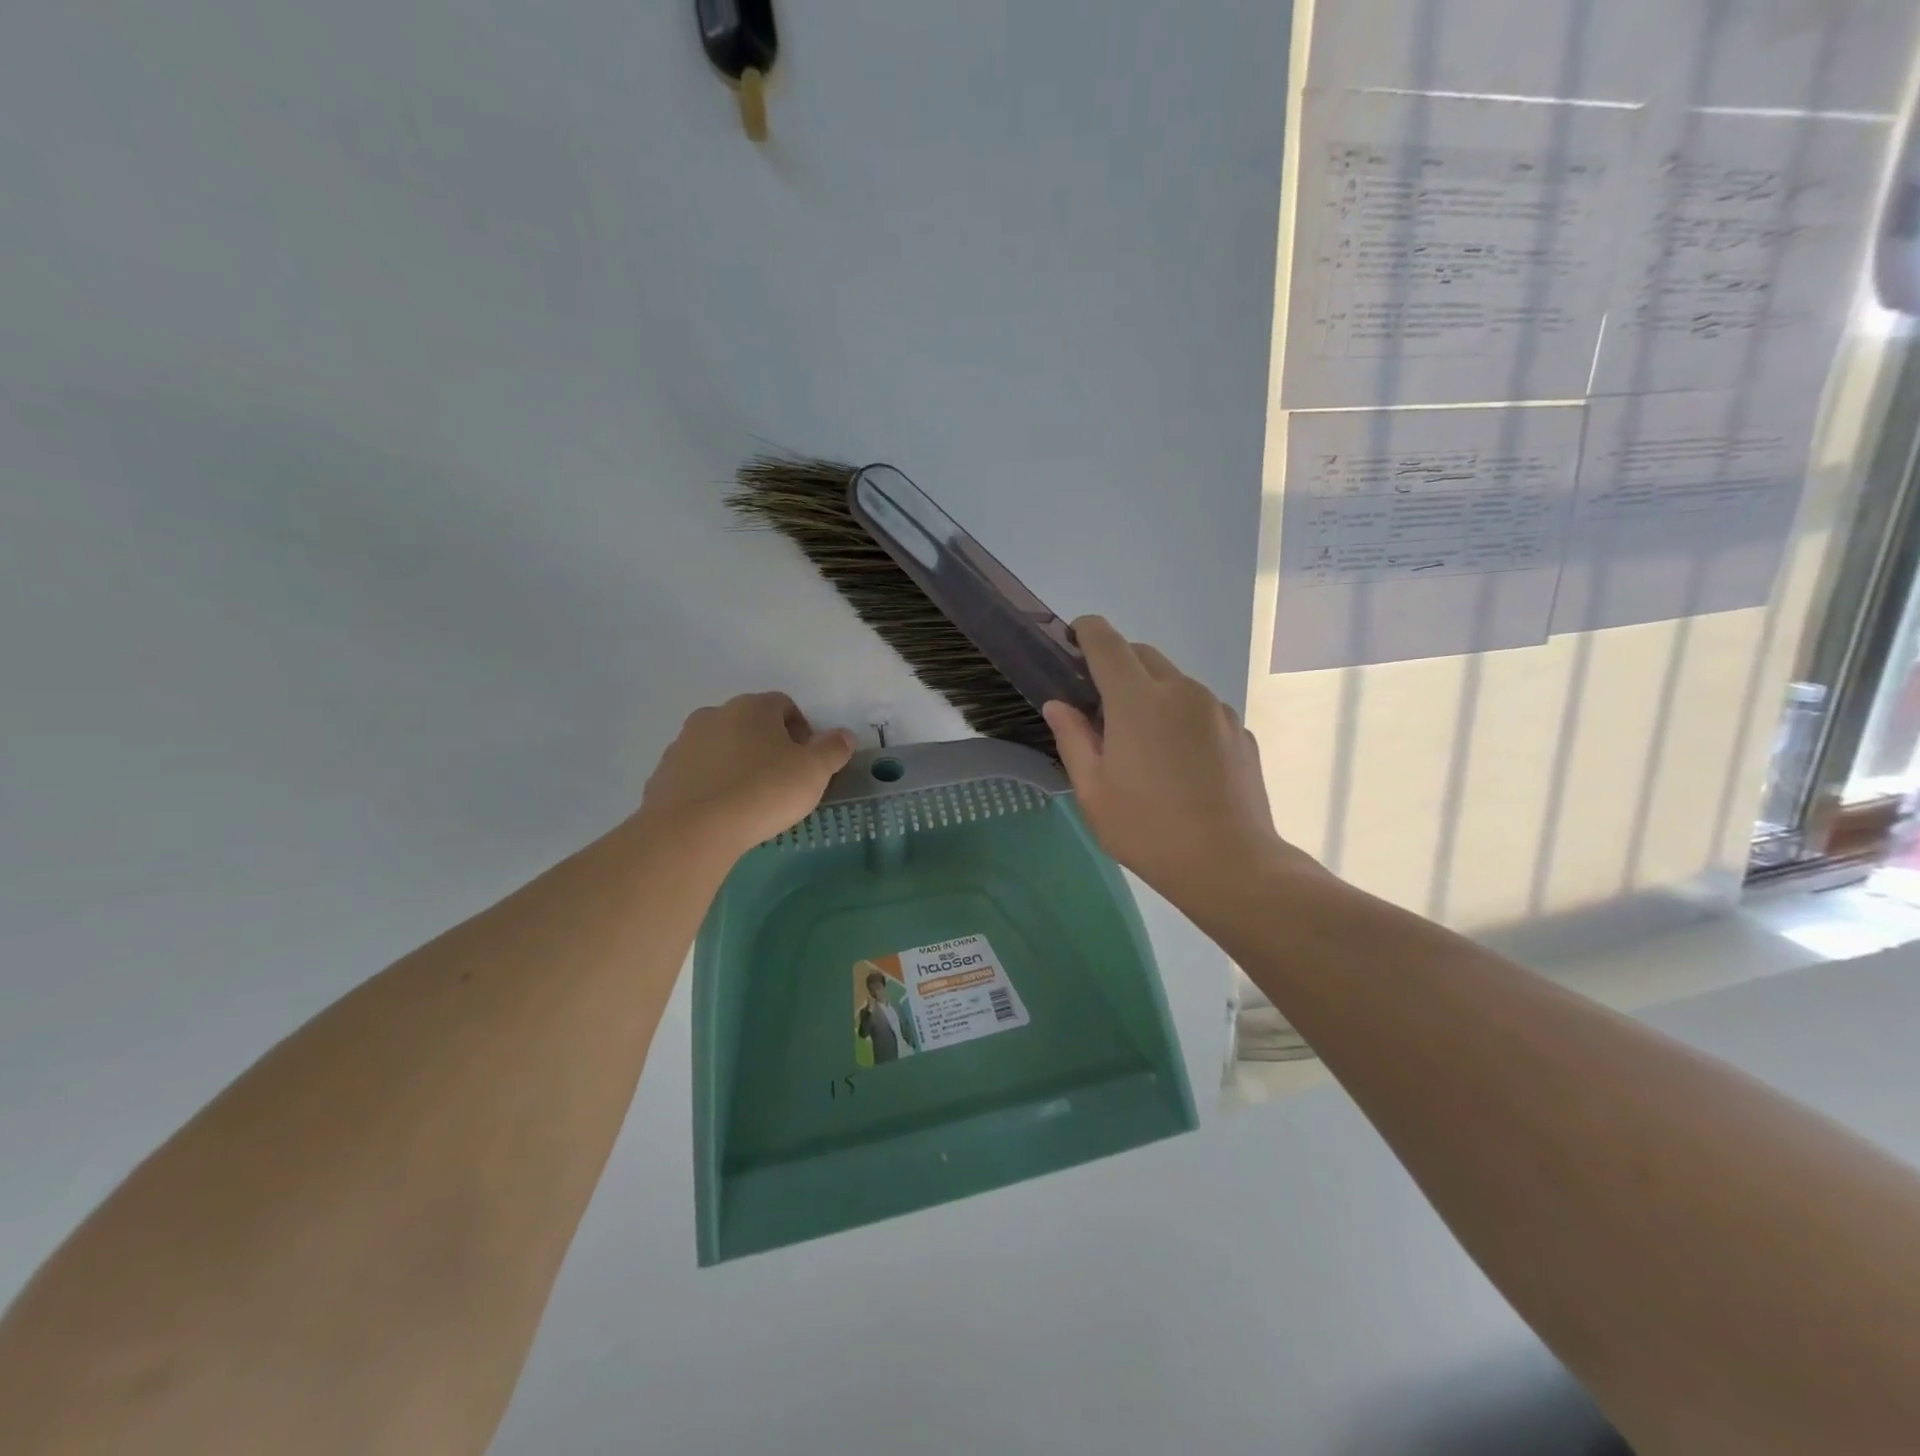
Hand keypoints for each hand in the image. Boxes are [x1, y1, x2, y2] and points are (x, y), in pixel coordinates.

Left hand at [639, 693, 854, 859]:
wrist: (691, 830)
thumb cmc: (762, 792)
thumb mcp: (813, 772)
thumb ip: (833, 749)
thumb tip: (844, 735)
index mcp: (752, 707)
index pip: (784, 705)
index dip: (802, 731)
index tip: (807, 762)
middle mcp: (715, 714)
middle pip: (751, 723)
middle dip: (768, 745)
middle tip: (783, 780)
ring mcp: (684, 742)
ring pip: (721, 746)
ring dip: (738, 763)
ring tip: (750, 799)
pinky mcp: (664, 773)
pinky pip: (697, 772)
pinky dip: (712, 784)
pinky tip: (722, 811)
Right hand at [1043, 617, 1316, 912]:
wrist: (1229, 863)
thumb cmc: (1147, 829)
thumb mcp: (1093, 791)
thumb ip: (1072, 738)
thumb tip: (1059, 705)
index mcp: (1137, 699)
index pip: (1106, 640)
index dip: (1084, 632)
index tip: (1071, 645)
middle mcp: (1181, 690)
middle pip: (1141, 654)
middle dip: (1116, 666)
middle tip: (1100, 708)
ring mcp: (1216, 709)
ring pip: (1174, 681)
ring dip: (1151, 693)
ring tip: (1143, 743)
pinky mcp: (1239, 731)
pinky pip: (1200, 708)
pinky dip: (1180, 717)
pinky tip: (1179, 764)